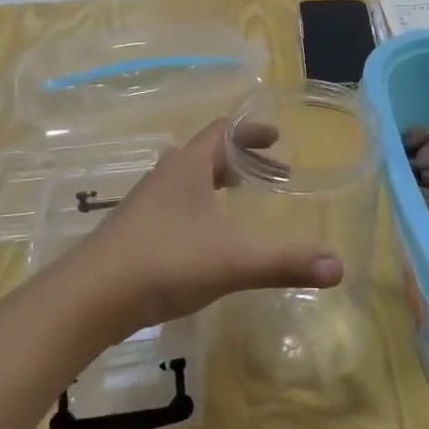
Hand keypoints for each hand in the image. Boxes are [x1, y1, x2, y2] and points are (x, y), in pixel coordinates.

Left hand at [71, 119, 340, 337]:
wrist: (89, 298)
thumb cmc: (165, 262)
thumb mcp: (234, 261)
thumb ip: (286, 262)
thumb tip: (339, 266)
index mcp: (189, 166)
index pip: (223, 131)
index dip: (252, 130)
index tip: (277, 137)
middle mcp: (166, 176)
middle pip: (208, 153)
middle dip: (243, 159)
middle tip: (273, 173)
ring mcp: (146, 204)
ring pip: (190, 180)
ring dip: (220, 183)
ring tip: (244, 200)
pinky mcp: (135, 231)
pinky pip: (176, 205)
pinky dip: (201, 207)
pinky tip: (209, 238)